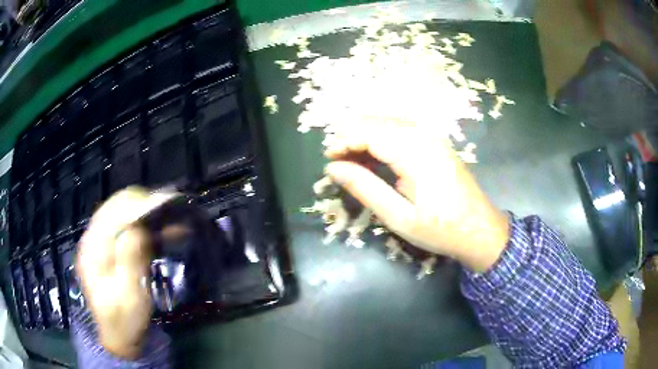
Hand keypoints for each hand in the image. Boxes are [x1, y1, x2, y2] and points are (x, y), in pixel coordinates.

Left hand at [77, 187, 174, 358]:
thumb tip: (137, 227)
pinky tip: (161, 229)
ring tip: (170, 216)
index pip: (114, 212)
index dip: (139, 206)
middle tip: (170, 209)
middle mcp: (93, 239)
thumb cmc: (124, 321)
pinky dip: (143, 225)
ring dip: (145, 212)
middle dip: (143, 204)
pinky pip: (126, 227)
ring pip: (122, 213)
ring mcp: (100, 243)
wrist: (118, 337)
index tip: (165, 205)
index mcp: (93, 249)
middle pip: (116, 206)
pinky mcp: (109, 249)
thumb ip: (129, 261)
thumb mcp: (129, 296)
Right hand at [325, 123, 508, 272]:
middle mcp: (424, 136)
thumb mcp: (398, 216)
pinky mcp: (437, 143)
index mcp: (414, 153)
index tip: (327, 158)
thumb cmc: (439, 229)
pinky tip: (377, 153)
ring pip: (391, 123)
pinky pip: (404, 130)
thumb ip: (365, 188)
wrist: (480, 231)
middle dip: (352, 135)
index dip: (344, 141)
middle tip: (336, 158)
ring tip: (351, 156)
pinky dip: (384, 136)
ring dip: (367, 134)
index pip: (370, 133)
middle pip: (379, 122)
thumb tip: (334, 168)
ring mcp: (434, 137)